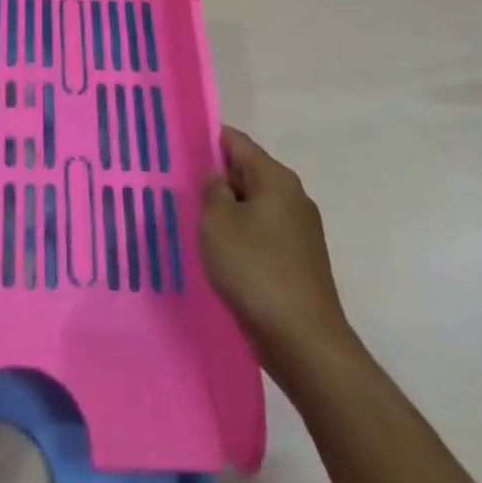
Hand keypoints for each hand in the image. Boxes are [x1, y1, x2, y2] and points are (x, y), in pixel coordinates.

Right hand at [201, 126, 352, 376]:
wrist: (304, 342)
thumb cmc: (256, 271)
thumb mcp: (218, 223)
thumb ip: (213, 191)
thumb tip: (218, 178)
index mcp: (276, 179)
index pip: (237, 142)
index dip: (207, 140)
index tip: (178, 147)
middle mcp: (293, 197)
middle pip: (247, 172)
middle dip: (215, 178)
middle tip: (178, 185)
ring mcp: (300, 231)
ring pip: (254, 206)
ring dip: (227, 211)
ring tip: (193, 220)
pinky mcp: (298, 261)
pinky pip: (262, 234)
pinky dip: (241, 236)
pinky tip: (219, 254)